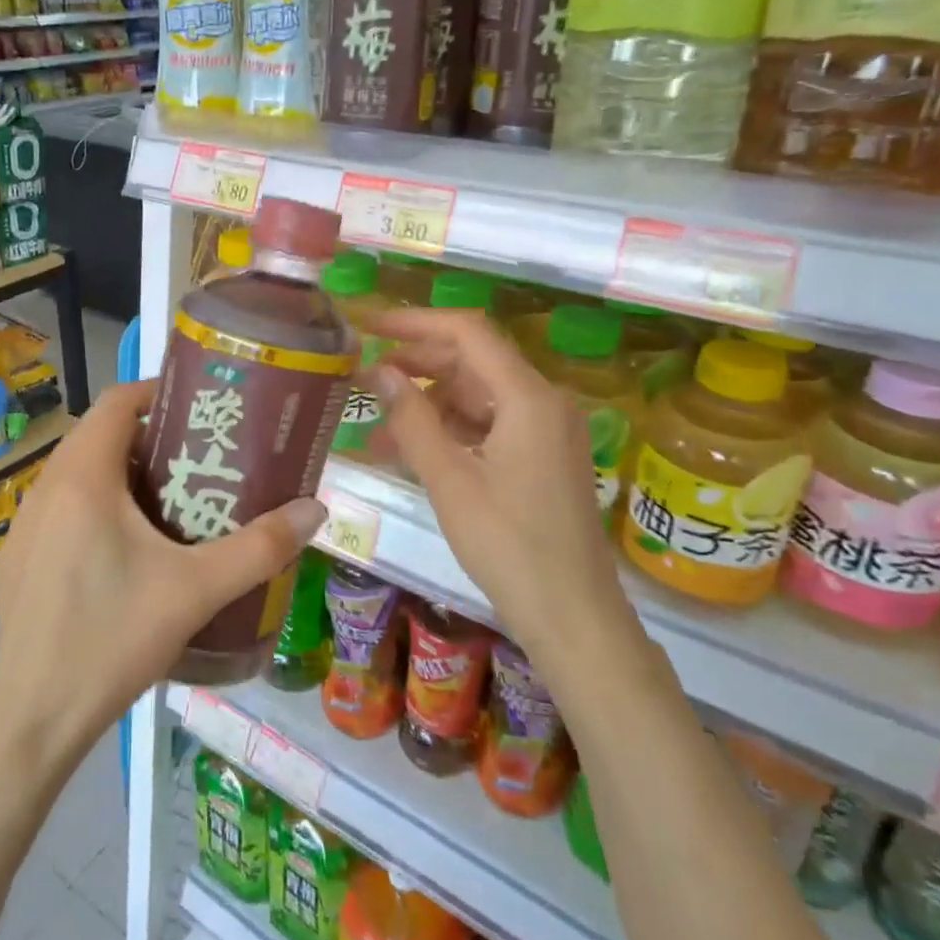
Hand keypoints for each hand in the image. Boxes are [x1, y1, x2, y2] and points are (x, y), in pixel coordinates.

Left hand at [0, 379, 327, 770]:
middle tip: (201, 456)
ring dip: (123, 471)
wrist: (30, 724)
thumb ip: (260, 548)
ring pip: (80, 473)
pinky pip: (63, 507)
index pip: (117, 401)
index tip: (202, 407)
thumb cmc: (111, 640)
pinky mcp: (20, 559)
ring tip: (174, 497)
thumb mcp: (195, 591)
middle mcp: (46, 488)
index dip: (158, 391)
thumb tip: (315, 510)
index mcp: (82, 478)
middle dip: (151, 435)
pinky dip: (98, 504)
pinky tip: (130, 550)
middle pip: (100, 435)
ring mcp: (25, 525)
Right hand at [369, 308, 635, 662]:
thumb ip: (411, 419)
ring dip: (428, 404)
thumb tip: (378, 371)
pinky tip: (412, 449)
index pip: (468, 332)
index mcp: (528, 397)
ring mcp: (546, 429)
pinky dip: (450, 430)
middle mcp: (543, 401)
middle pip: (473, 361)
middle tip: (365, 378)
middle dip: (417, 364)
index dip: (416, 322)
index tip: (370, 325)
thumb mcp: (449, 480)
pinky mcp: (542, 455)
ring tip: (378, 426)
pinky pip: (488, 425)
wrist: (574, 617)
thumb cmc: (508, 546)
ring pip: (477, 395)